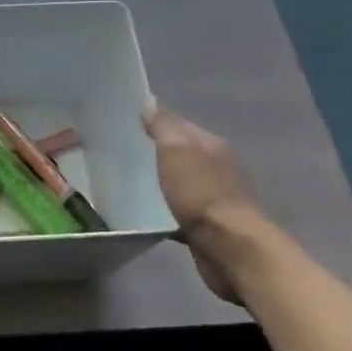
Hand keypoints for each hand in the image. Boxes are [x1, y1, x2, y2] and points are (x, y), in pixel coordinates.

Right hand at [142, 101, 281, 305]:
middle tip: (121, 155)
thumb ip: (163, 126)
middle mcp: (216, 168)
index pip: (179, 125)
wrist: (231, 250)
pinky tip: (145, 215)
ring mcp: (213, 199)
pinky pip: (180, 212)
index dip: (154, 123)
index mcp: (211, 145)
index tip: (125, 125)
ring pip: (180, 184)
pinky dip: (165, 211)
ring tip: (127, 184)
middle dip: (156, 154)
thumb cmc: (201, 194)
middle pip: (181, 155)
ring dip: (160, 184)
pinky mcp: (207, 228)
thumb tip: (150, 101)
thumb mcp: (177, 150)